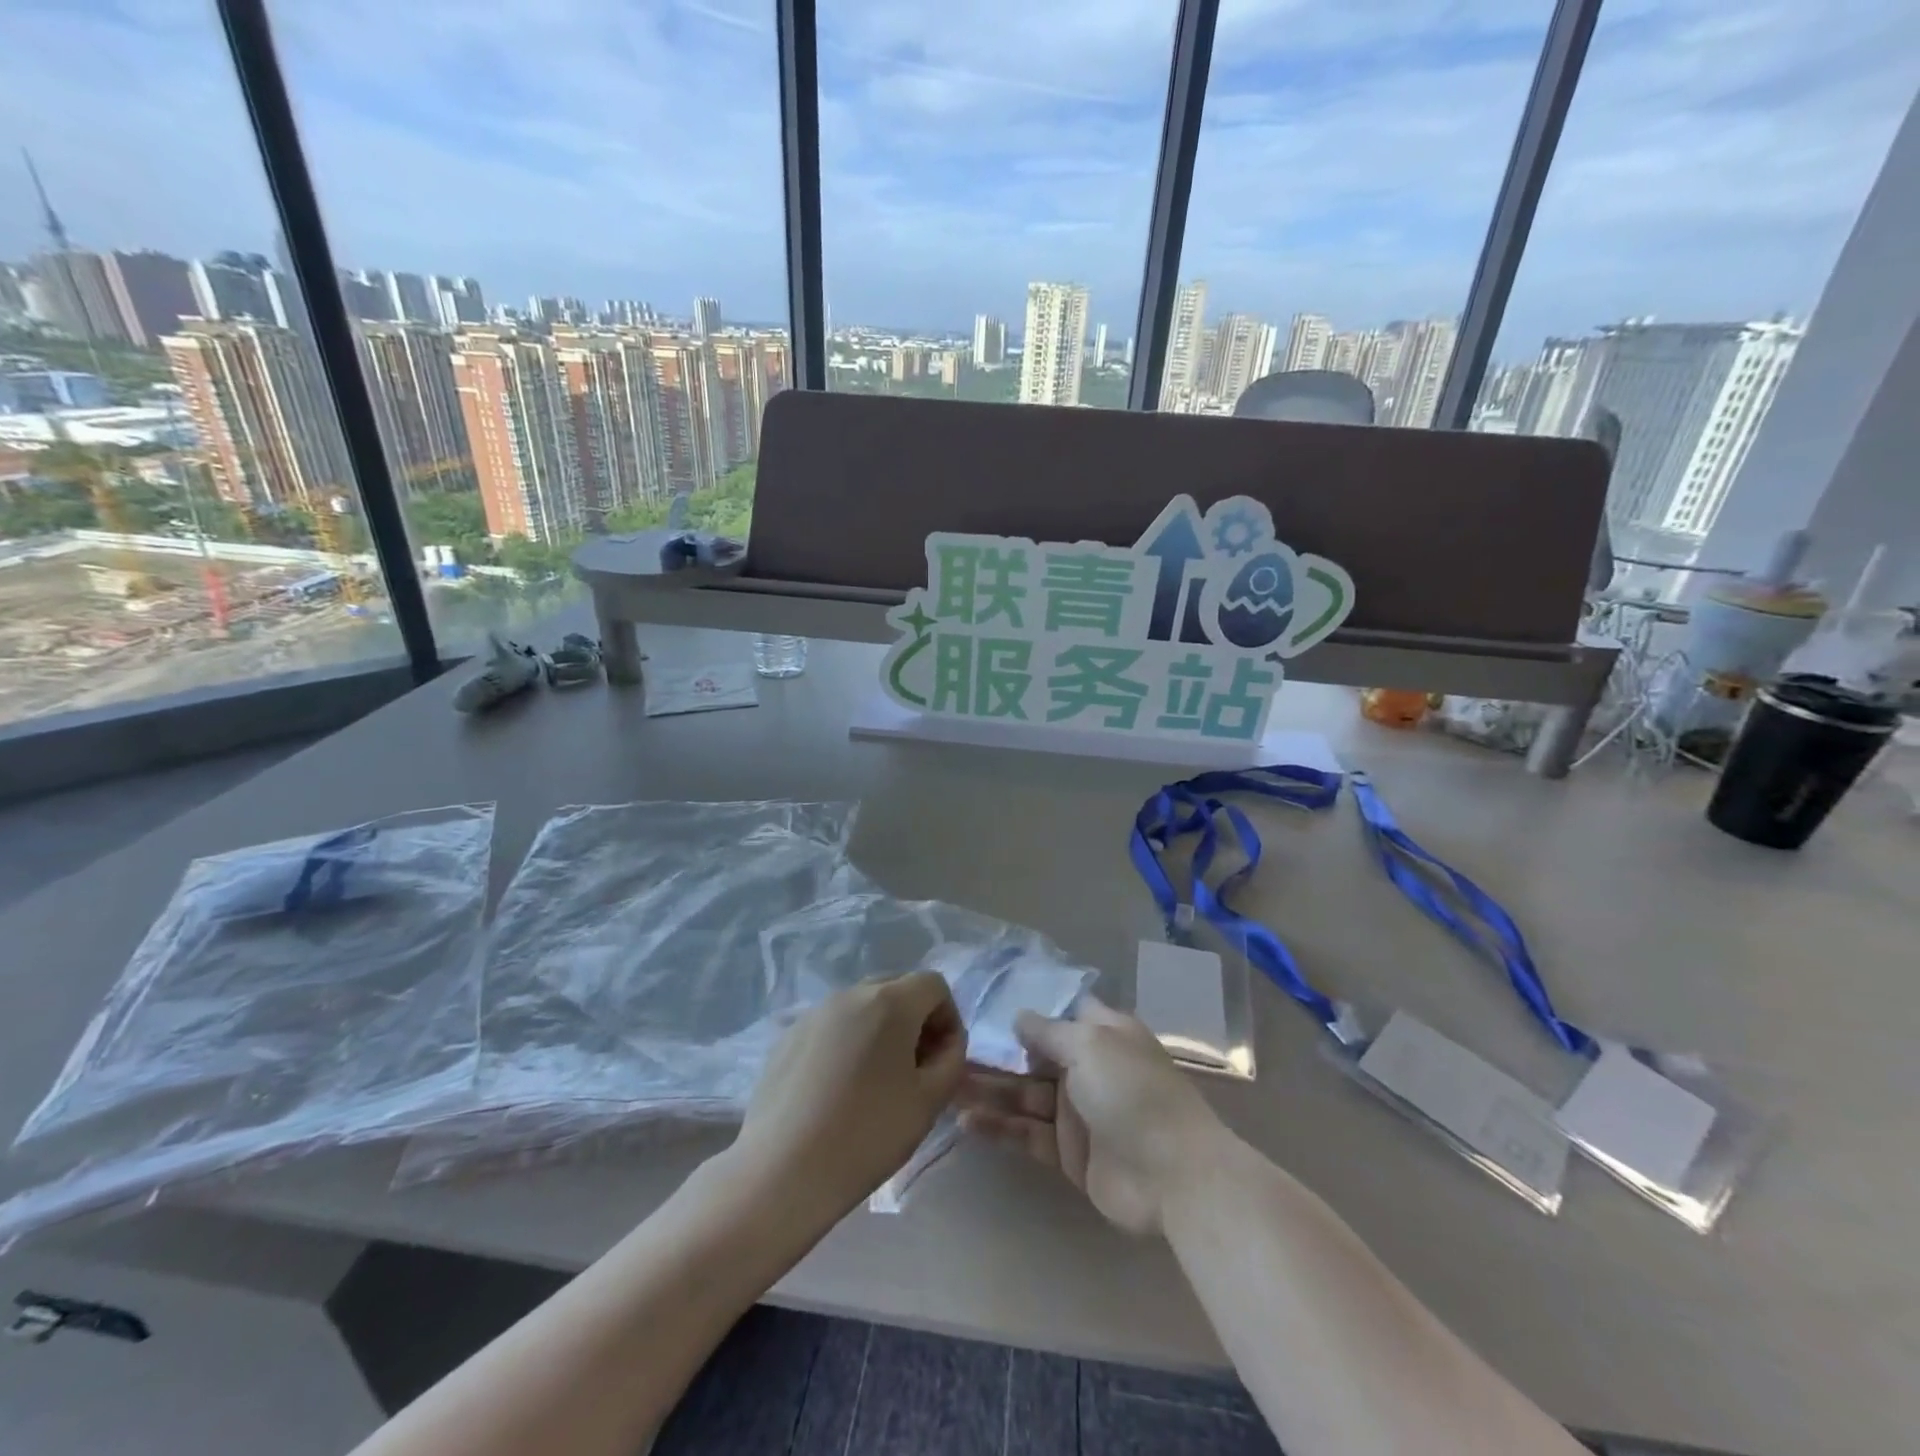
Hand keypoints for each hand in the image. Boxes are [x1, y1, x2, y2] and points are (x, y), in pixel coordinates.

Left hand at [732, 971, 966, 1222]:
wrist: (782, 1171)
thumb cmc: (867, 1135)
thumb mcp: (929, 1102)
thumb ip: (951, 1060)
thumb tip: (946, 1042)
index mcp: (889, 1002)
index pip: (934, 985)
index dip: (948, 1018)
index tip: (942, 1061)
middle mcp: (850, 994)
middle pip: (897, 988)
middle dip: (915, 1020)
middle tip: (914, 1069)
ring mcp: (815, 1012)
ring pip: (863, 1006)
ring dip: (881, 1030)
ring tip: (876, 1082)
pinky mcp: (788, 1035)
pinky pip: (833, 1025)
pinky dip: (848, 1043)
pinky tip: (839, 1090)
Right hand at [957, 996, 1227, 1235]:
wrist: (1174, 1175)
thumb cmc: (1132, 1092)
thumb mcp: (1090, 1045)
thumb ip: (1048, 1031)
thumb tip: (1019, 1018)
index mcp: (1102, 1035)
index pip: (1060, 1013)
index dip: (1029, 1010)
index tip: (985, 1005)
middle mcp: (1088, 1068)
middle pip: (1034, 1056)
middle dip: (996, 1054)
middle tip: (950, 1052)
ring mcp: (1077, 1113)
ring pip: (1024, 1096)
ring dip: (989, 1091)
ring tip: (948, 1087)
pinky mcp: (1068, 1154)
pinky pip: (1027, 1134)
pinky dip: (999, 1127)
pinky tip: (966, 1121)